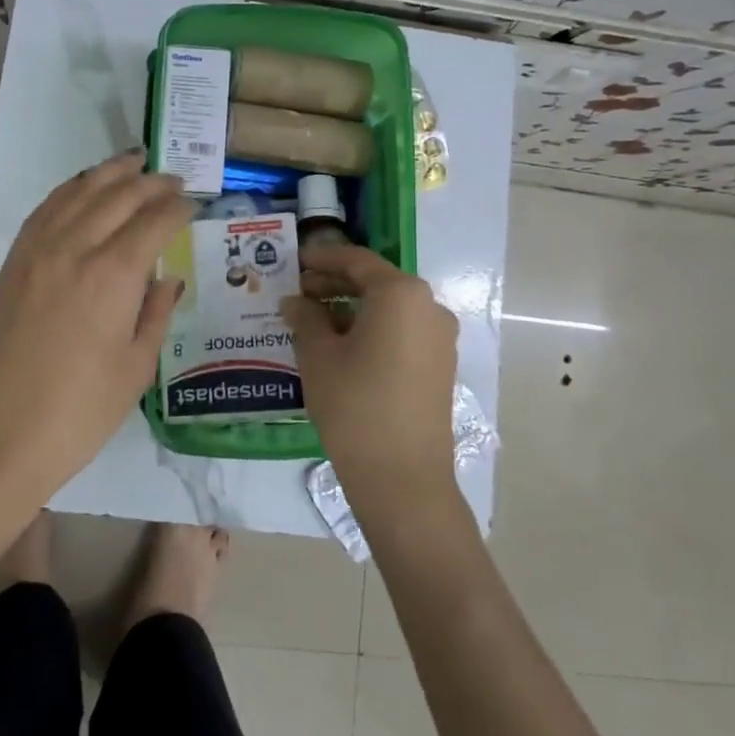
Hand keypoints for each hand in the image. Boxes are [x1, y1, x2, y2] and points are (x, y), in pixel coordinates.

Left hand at [0, 150, 192, 499]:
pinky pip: (45, 209)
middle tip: (172, 178)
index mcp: (114, 275)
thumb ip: (155, 315)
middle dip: (151, 182)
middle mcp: (75, 248)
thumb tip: (168, 280)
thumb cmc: (77, 414)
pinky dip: (70, 190)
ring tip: (133, 162)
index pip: (155, 221)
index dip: (179, 207)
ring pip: (79, 192)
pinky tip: (82, 189)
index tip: (194, 204)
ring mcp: (37, 251)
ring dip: (110, 172)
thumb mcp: (135, 369)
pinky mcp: (12, 263)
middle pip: (118, 196)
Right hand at [282, 245, 459, 505]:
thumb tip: (295, 302)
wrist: (402, 477)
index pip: (357, 260)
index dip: (322, 258)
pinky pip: (402, 331)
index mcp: (400, 293)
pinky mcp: (440, 365)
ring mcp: (440, 337)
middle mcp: (428, 306)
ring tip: (313, 320)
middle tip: (298, 292)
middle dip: (335, 283)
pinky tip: (341, 345)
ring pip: (389, 308)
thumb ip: (305, 318)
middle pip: (376, 282)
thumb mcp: (318, 356)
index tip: (294, 261)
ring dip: (352, 307)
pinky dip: (372, 328)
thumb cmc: (354, 404)